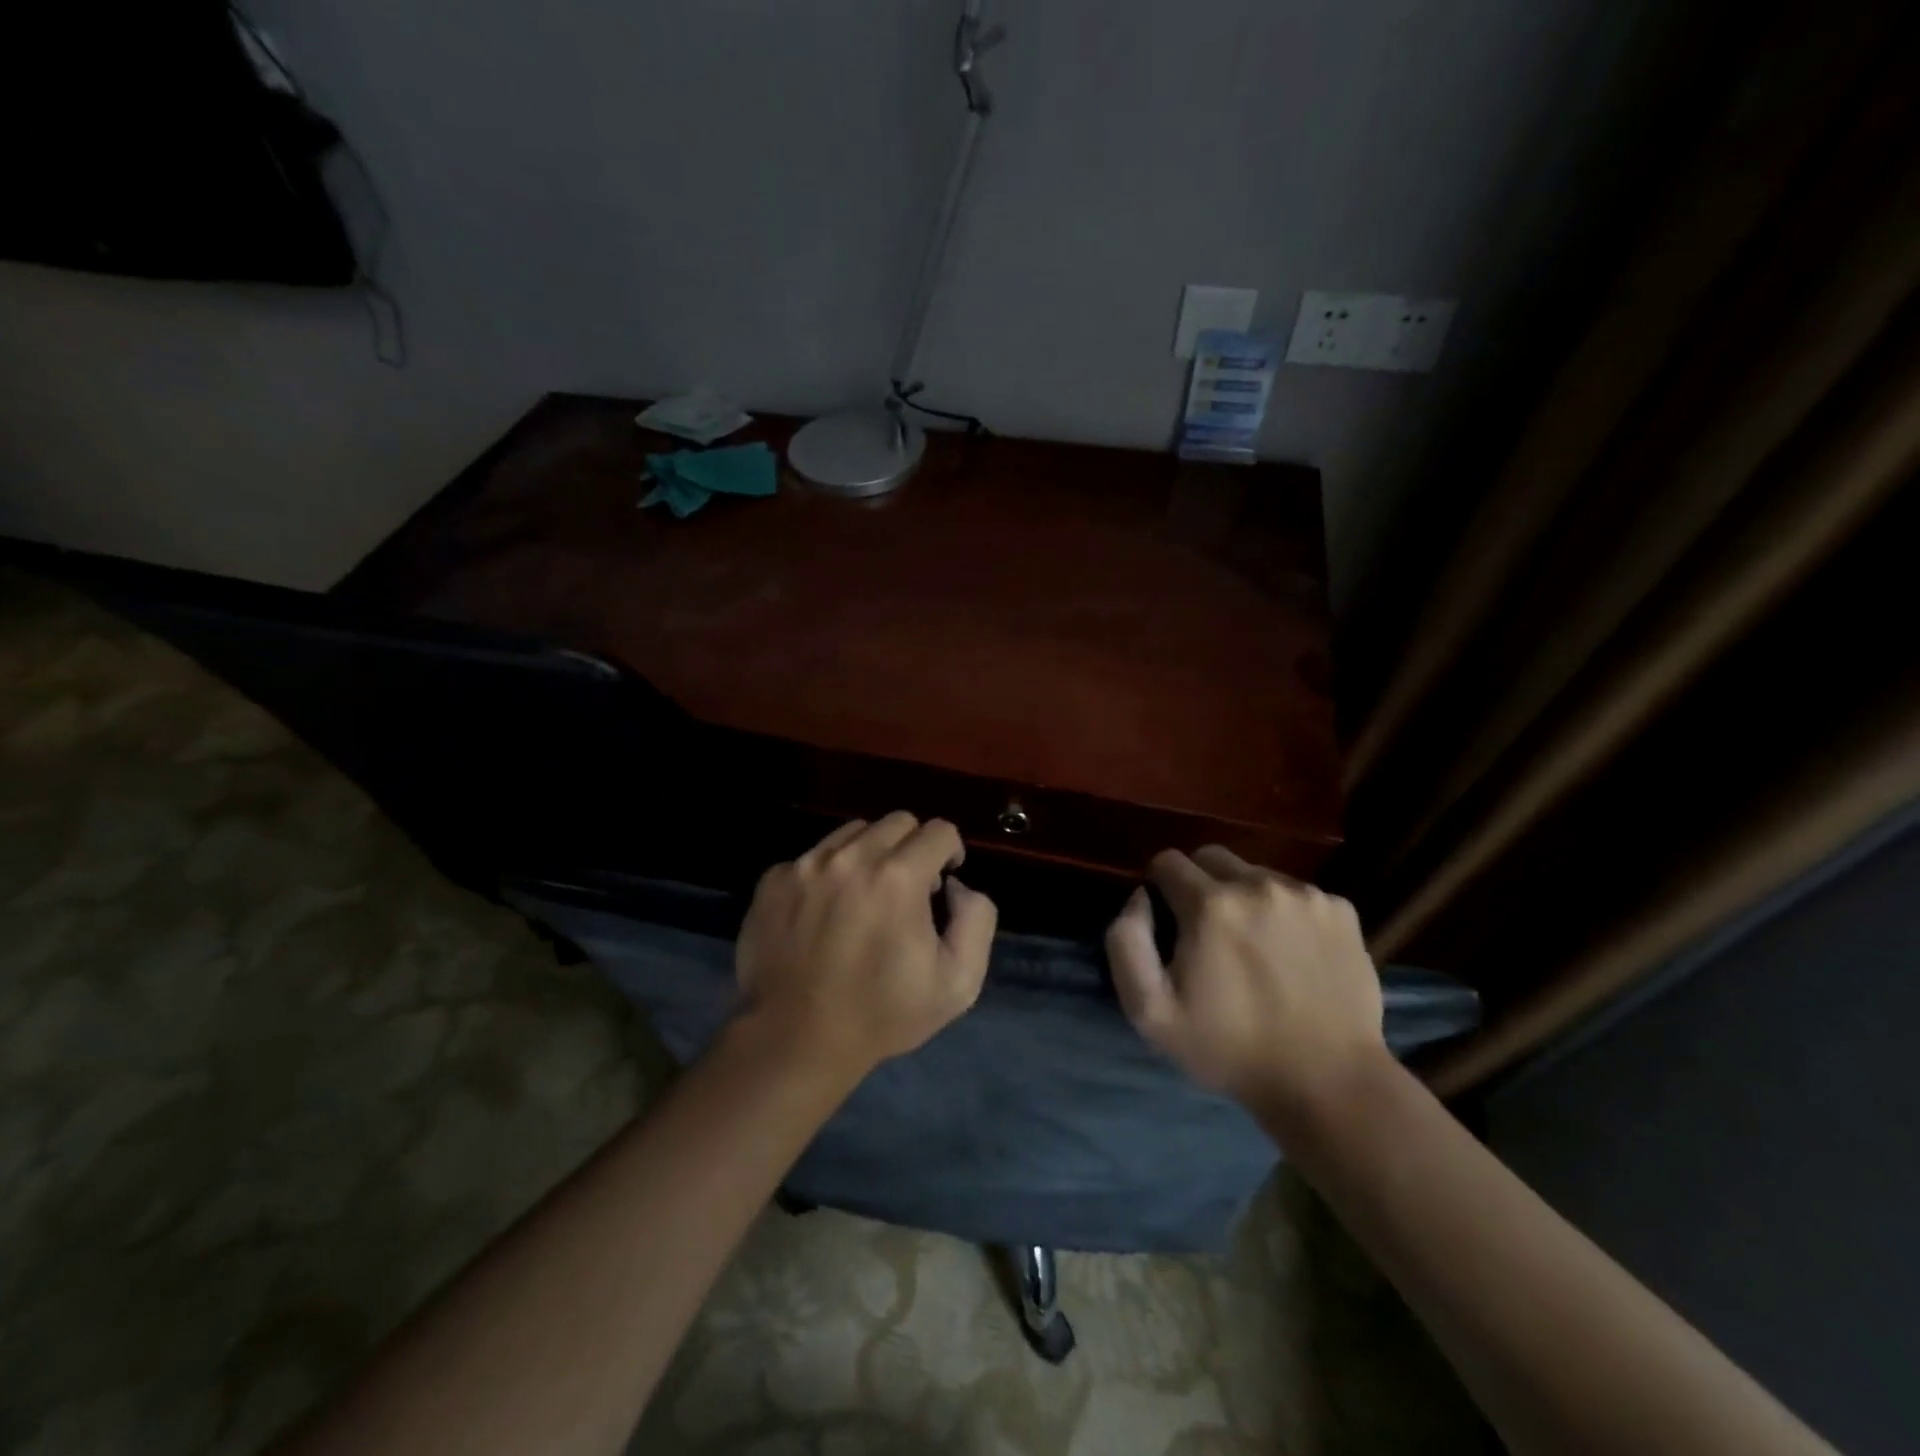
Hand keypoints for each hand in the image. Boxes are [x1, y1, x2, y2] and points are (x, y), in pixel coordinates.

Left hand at [733, 813, 998, 1081]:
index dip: (951, 852)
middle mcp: (850, 858)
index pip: (939, 831)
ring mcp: (806, 865)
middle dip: (913, 847)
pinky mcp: (773, 879)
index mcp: (898, 877)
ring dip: (871, 853)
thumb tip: (957, 885)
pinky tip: (827, 911)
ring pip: (853, 832)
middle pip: (897, 822)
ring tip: (866, 894)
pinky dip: (829, 872)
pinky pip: (813, 856)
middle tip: (908, 888)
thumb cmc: (882, 1014)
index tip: (943, 881)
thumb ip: (977, 919)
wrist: (795, 1039)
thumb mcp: (958, 982)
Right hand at [1105, 846, 1386, 1116]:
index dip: (1159, 888)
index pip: (1167, 861)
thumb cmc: (1230, 1049)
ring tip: (1253, 946)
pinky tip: (1292, 954)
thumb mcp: (1150, 1011)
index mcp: (1210, 905)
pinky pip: (1297, 893)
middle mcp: (1259, 885)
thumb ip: (1126, 942)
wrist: (1328, 1083)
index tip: (1168, 923)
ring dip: (1244, 897)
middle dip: (1198, 883)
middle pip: (1211, 857)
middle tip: (1207, 932)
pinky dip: (1285, 912)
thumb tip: (1140, 897)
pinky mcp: (1342, 910)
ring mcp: (1306, 895)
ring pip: (1255, 873)